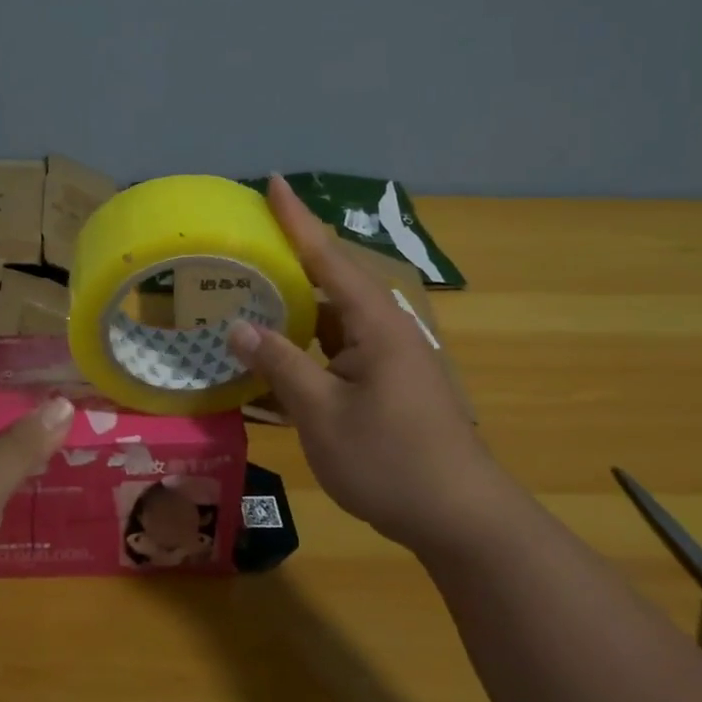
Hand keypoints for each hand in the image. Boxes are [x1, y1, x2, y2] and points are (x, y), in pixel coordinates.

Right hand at [227, 175, 515, 557]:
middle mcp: (385, 330)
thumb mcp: (322, 413)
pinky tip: (274, 359)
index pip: (328, 257)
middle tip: (245, 242)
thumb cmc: (390, 461)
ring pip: (331, 321)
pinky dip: (304, 348)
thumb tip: (239, 327)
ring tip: (247, 295)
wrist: (462, 520)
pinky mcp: (387, 385)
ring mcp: (388, 359)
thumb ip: (279, 364)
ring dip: (293, 310)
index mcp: (375, 324)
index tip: (273, 181)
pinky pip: (337, 352)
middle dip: (289, 260)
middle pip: (330, 282)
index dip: (297, 219)